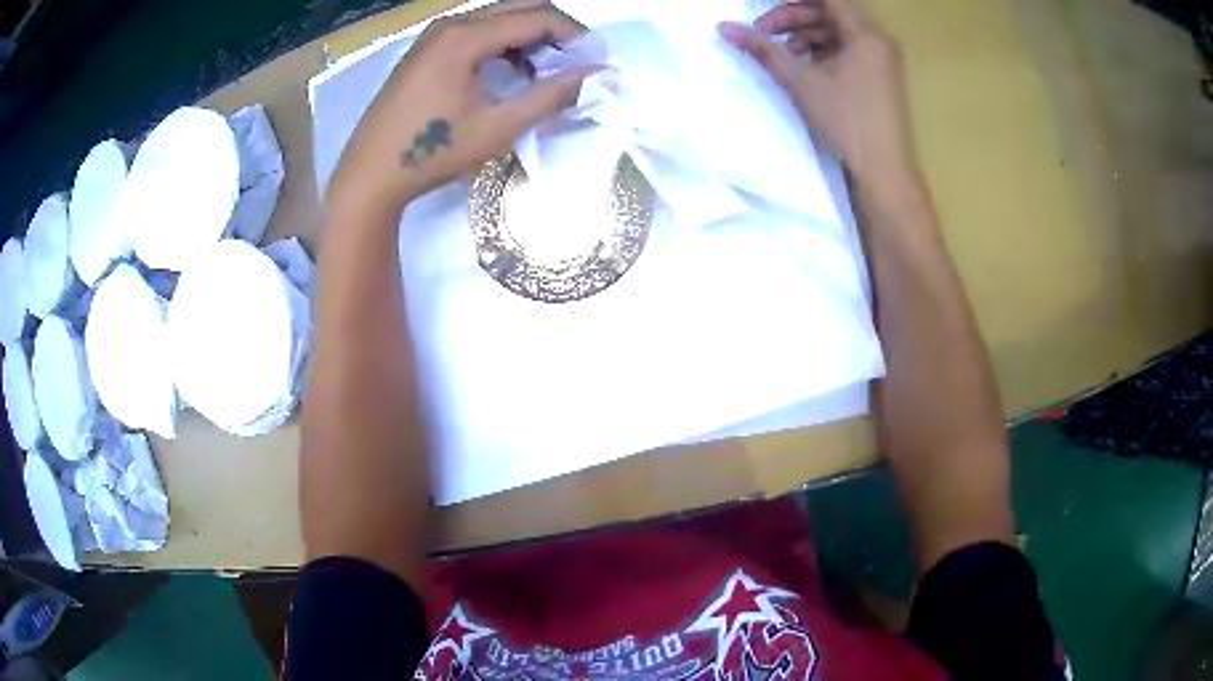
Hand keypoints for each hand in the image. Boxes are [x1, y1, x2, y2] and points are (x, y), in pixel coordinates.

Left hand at [327, 2, 596, 217]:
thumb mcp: (499, 127)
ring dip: (528, 36)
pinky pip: (476, 31)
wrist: (370, 174)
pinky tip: (508, 72)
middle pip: (519, 7)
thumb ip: (551, 95)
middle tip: (574, 63)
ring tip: (544, 72)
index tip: (595, 60)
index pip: (538, 16)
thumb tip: (596, 74)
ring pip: (497, 18)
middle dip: (554, 30)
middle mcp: (450, 24)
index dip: (574, 34)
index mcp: (466, 36)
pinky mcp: (425, 49)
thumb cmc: (434, 153)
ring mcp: (434, 35)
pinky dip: (502, 43)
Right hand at [718, 0, 915, 181]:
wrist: (884, 170)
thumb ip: (763, 50)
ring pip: (837, 29)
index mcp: (866, 33)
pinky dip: (822, 49)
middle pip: (830, 10)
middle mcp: (878, 38)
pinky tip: (801, 64)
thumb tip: (724, 27)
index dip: (793, 1)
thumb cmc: (847, 121)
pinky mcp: (879, 74)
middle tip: (763, 33)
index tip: (766, 10)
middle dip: (793, 16)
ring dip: (805, 34)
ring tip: (780, 53)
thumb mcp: (801, 82)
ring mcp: (881, 57)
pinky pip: (847, 47)